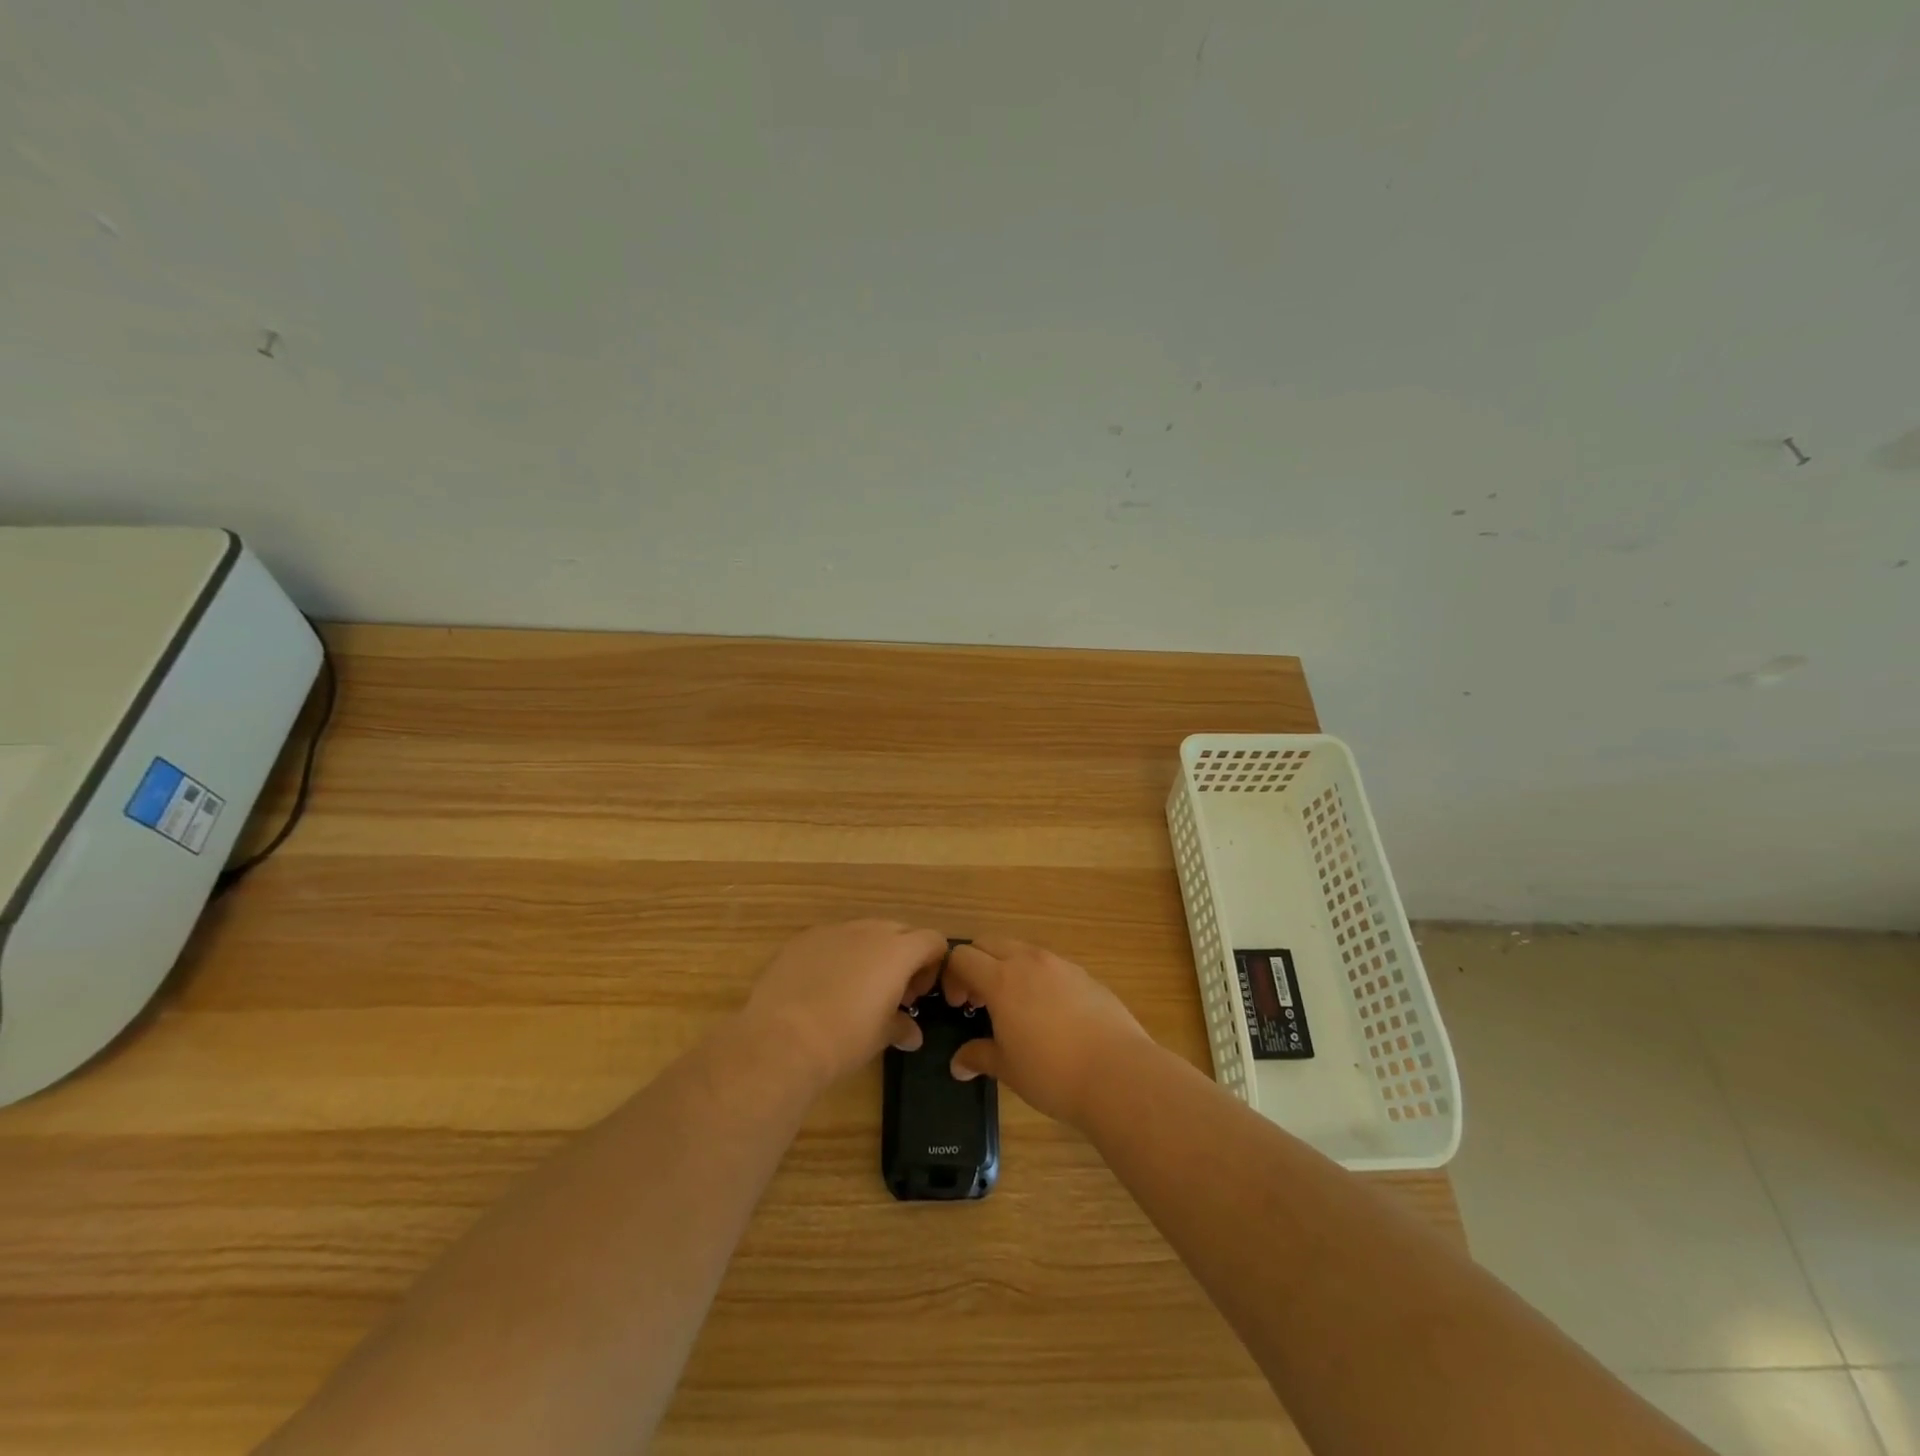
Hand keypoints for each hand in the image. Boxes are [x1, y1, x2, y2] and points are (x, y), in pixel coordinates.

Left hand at [744, 920, 949, 1087]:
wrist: (782, 1038)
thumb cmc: (844, 1038)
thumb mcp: (881, 1036)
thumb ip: (902, 1027)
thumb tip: (912, 1034)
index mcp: (897, 950)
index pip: (932, 940)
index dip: (933, 965)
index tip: (918, 995)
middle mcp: (868, 930)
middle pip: (900, 931)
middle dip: (903, 957)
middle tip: (893, 993)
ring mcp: (833, 930)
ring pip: (863, 932)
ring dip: (870, 954)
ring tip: (856, 990)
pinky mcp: (802, 939)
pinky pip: (831, 940)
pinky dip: (837, 956)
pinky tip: (822, 987)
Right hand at [941, 937, 1153, 1126]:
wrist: (1118, 1074)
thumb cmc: (1052, 1073)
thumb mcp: (1007, 1069)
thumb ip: (979, 1056)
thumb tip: (958, 1064)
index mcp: (1002, 979)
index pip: (962, 956)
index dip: (951, 976)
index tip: (958, 1005)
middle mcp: (1029, 961)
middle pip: (989, 943)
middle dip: (977, 964)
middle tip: (980, 1001)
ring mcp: (1060, 965)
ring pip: (1022, 950)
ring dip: (1008, 968)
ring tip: (1015, 1007)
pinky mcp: (1085, 975)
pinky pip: (1051, 965)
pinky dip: (1038, 978)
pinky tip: (1050, 1014)